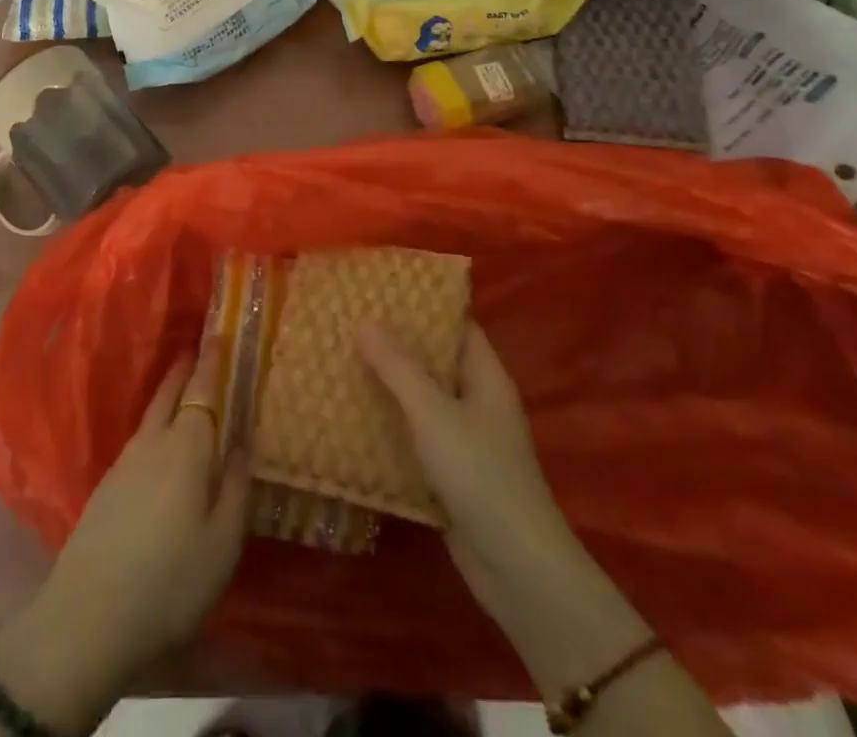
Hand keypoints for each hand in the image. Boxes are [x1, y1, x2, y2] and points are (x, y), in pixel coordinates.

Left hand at [0, 341, 247, 729]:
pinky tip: (160, 444)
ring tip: (184, 390)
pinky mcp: (106, 487)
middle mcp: (153, 443)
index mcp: (187, 448)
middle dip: (185, 369)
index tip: (217, 334)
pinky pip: (139, 439)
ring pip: (151, 415)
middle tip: (198, 349)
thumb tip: (242, 440)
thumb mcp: (222, 542)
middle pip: (169, 393)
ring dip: (168, 394)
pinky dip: (155, 424)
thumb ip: (236, 486)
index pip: (202, 391)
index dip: (211, 362)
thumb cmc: (170, 580)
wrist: (89, 617)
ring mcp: (124, 463)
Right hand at [358, 320, 579, 640]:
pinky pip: (415, 436)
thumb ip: (398, 367)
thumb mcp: (434, 413)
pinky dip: (389, 424)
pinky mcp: (450, 473)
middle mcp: (477, 401)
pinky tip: (351, 416)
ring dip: (387, 384)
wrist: (515, 569)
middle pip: (434, 360)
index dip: (423, 304)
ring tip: (341, 359)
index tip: (381, 288)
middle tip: (349, 321)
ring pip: (421, 399)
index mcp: (485, 376)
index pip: (456, 324)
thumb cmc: (480, 475)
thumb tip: (365, 321)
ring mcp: (465, 439)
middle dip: (395, 343)